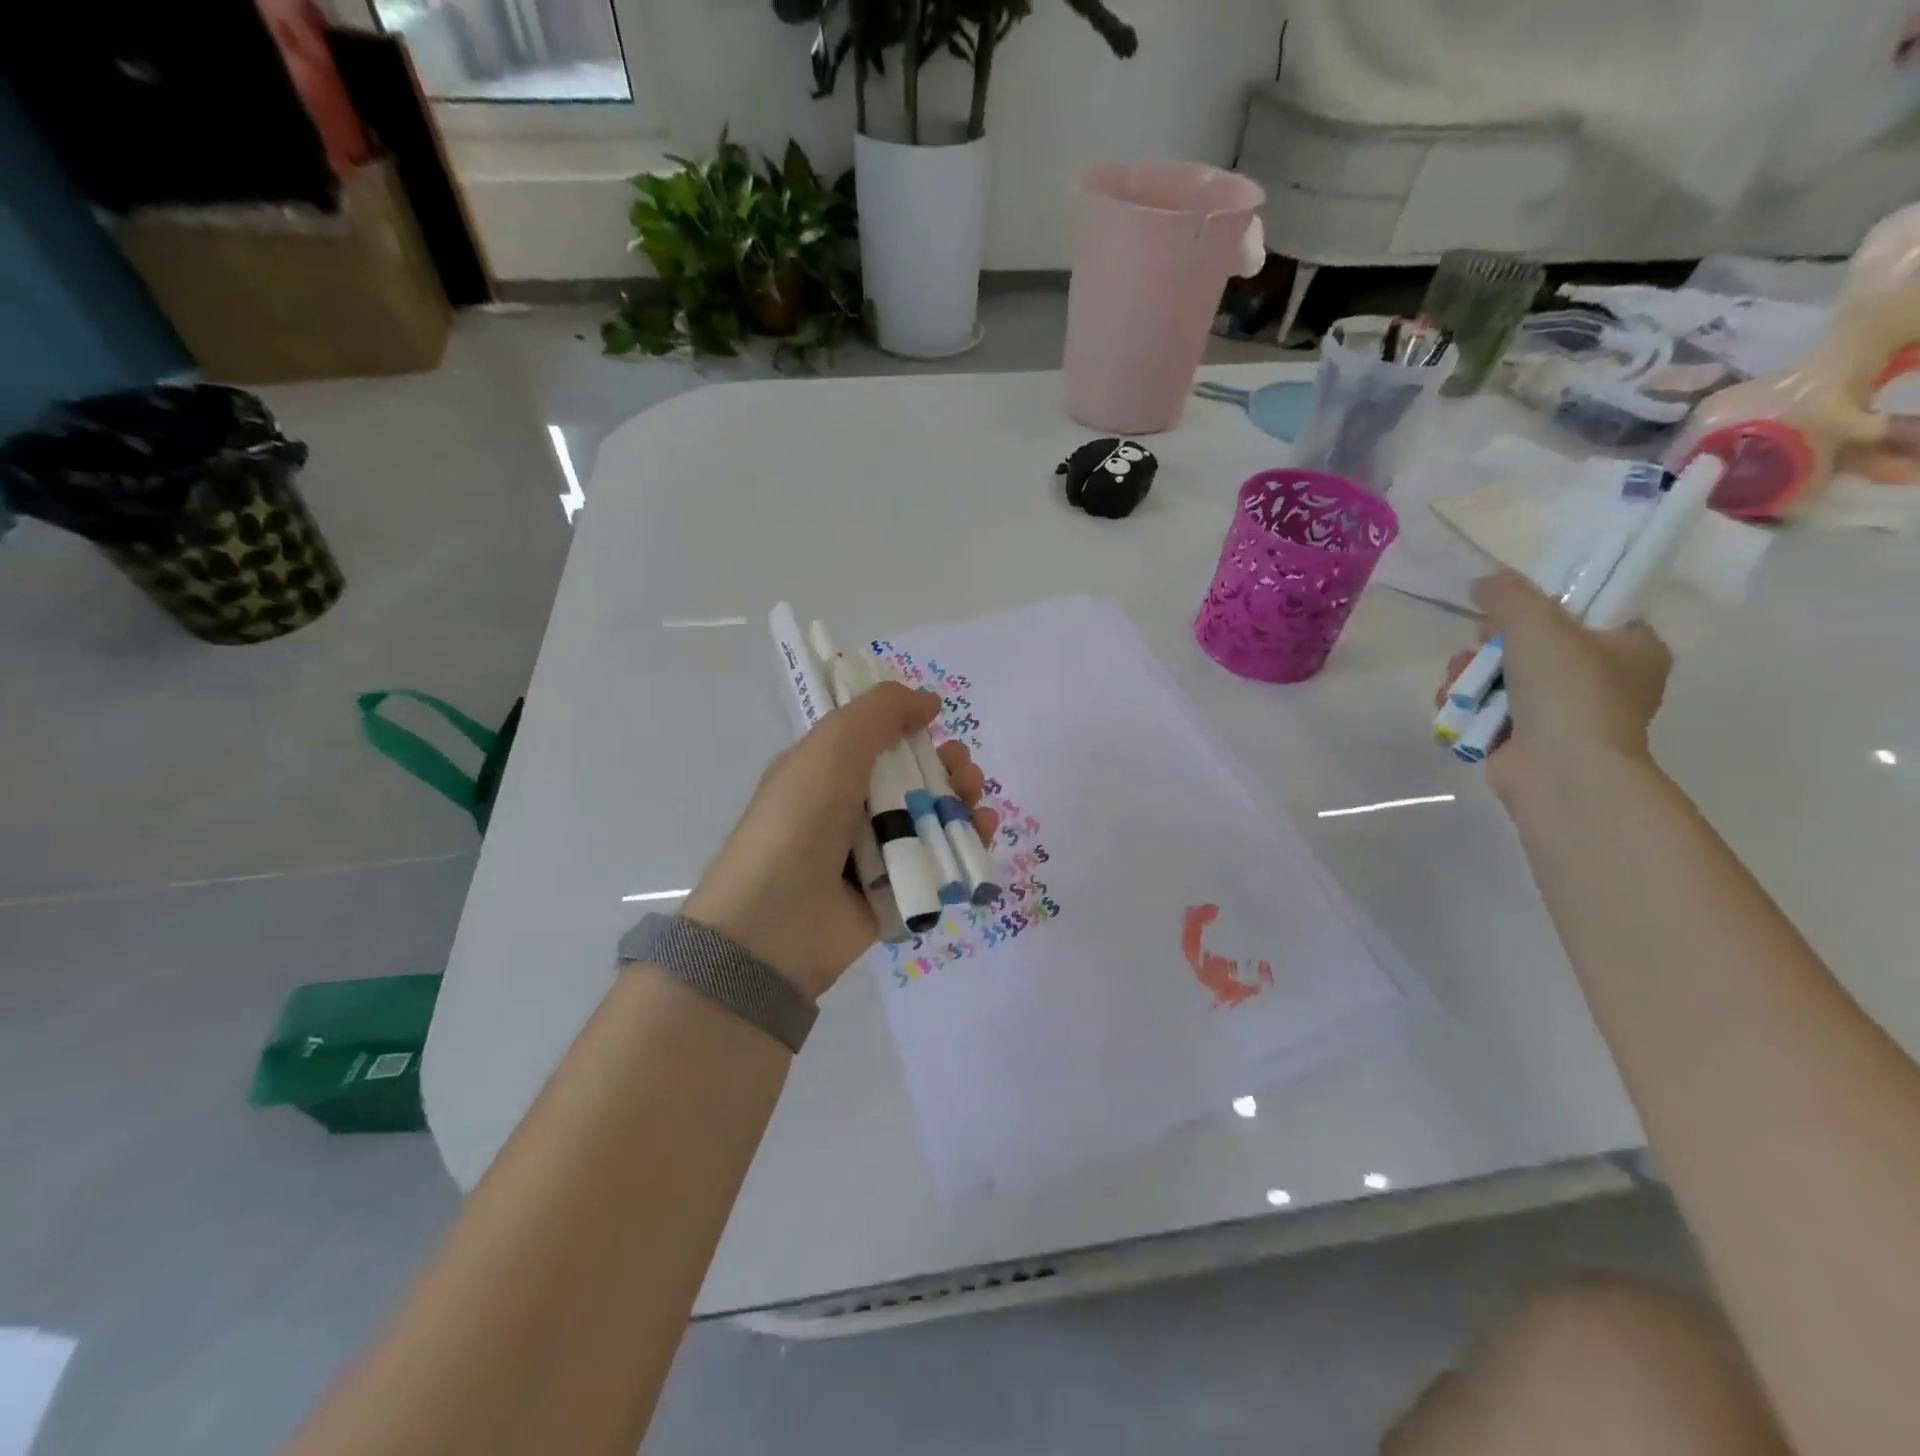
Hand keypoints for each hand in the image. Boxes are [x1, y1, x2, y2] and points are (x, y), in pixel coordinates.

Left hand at [683, 683, 998, 1001]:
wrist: (777, 921)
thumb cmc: (801, 819)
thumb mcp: (834, 746)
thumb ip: (881, 712)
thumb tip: (928, 701)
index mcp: (828, 770)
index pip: (877, 740)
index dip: (910, 727)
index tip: (934, 722)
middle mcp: (851, 808)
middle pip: (913, 777)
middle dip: (946, 765)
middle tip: (962, 768)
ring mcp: (875, 852)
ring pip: (932, 818)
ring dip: (961, 800)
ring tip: (974, 798)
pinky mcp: (898, 892)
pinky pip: (941, 861)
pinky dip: (967, 842)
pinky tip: (984, 829)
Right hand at [1441, 570, 1672, 807]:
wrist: (1560, 770)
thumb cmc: (1567, 690)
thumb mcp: (1537, 623)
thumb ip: (1508, 593)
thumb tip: (1483, 582)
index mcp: (1632, 648)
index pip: (1584, 613)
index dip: (1540, 609)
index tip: (1509, 614)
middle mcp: (1603, 680)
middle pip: (1530, 646)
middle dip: (1489, 646)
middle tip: (1478, 647)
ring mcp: (1562, 714)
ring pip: (1500, 678)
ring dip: (1468, 676)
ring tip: (1460, 684)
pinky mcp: (1524, 740)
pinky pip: (1485, 710)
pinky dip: (1465, 706)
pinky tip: (1454, 707)